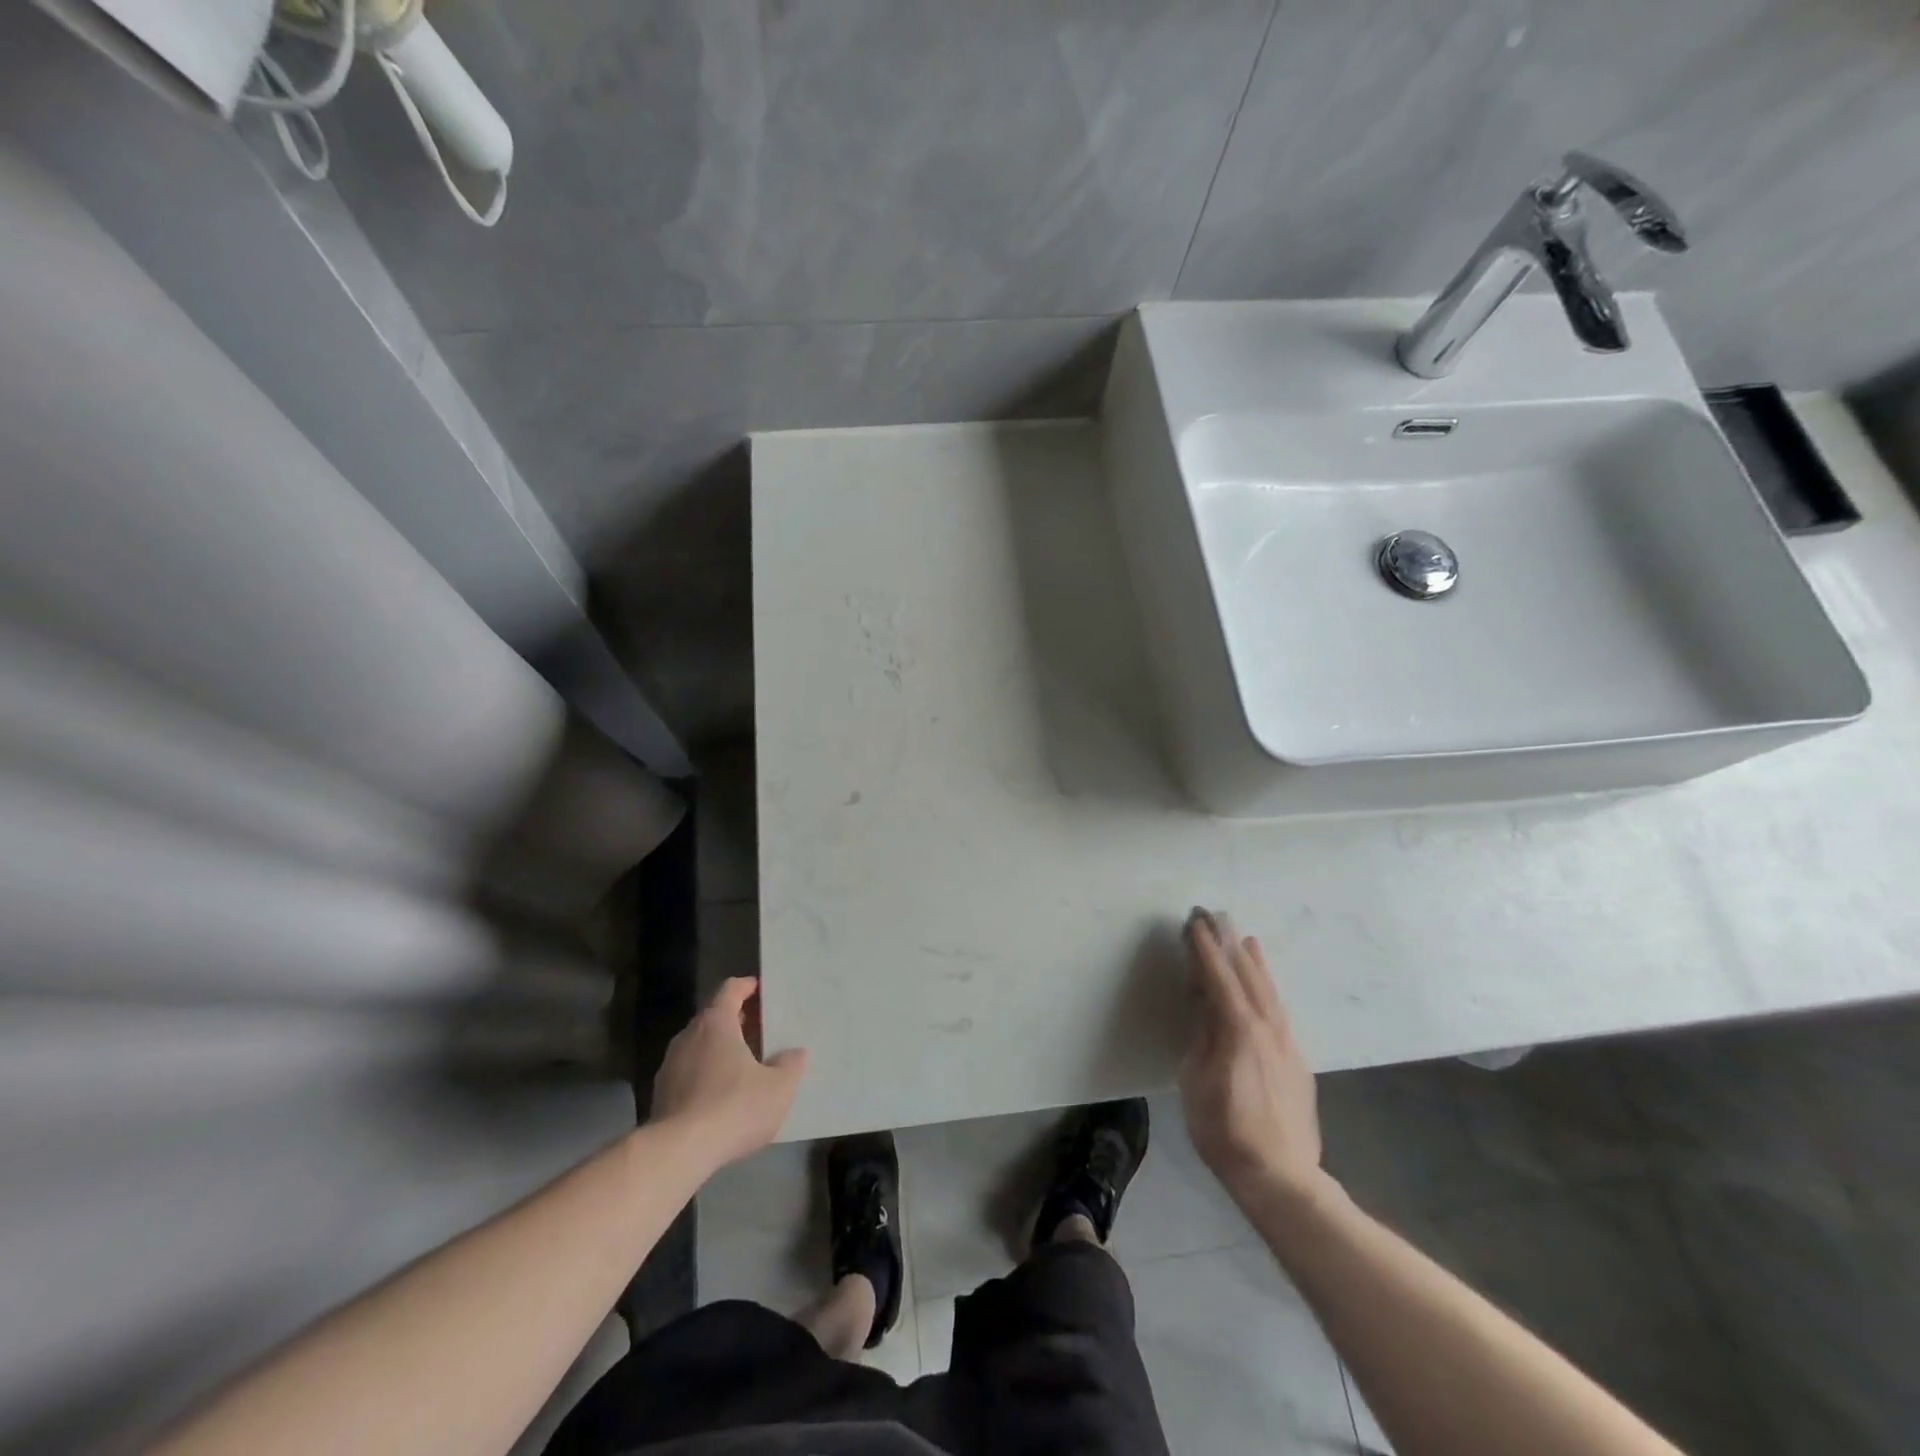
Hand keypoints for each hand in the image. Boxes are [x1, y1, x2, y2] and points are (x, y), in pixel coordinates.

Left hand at [652, 978, 805, 1169]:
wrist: (679, 1152)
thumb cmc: (734, 1106)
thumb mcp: (778, 1087)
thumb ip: (790, 1065)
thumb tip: (796, 1053)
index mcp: (716, 1023)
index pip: (730, 989)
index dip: (747, 987)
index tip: (761, 991)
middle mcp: (689, 1035)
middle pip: (713, 1016)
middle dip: (736, 1020)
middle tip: (760, 1030)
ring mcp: (670, 1065)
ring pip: (699, 1045)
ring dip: (719, 1049)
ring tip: (742, 1064)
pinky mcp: (660, 1094)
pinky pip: (688, 1072)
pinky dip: (705, 1073)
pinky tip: (721, 1095)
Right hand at [1179, 909, 1324, 1206]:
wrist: (1282, 1178)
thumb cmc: (1226, 1132)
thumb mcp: (1197, 1081)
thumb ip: (1203, 1035)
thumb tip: (1204, 1000)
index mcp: (1238, 1030)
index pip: (1218, 978)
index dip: (1205, 949)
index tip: (1194, 922)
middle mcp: (1267, 1028)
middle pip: (1247, 976)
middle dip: (1230, 945)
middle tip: (1217, 916)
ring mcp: (1287, 1044)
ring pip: (1269, 992)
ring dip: (1254, 963)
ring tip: (1246, 939)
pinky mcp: (1297, 1061)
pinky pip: (1278, 1011)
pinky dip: (1267, 989)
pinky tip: (1264, 989)